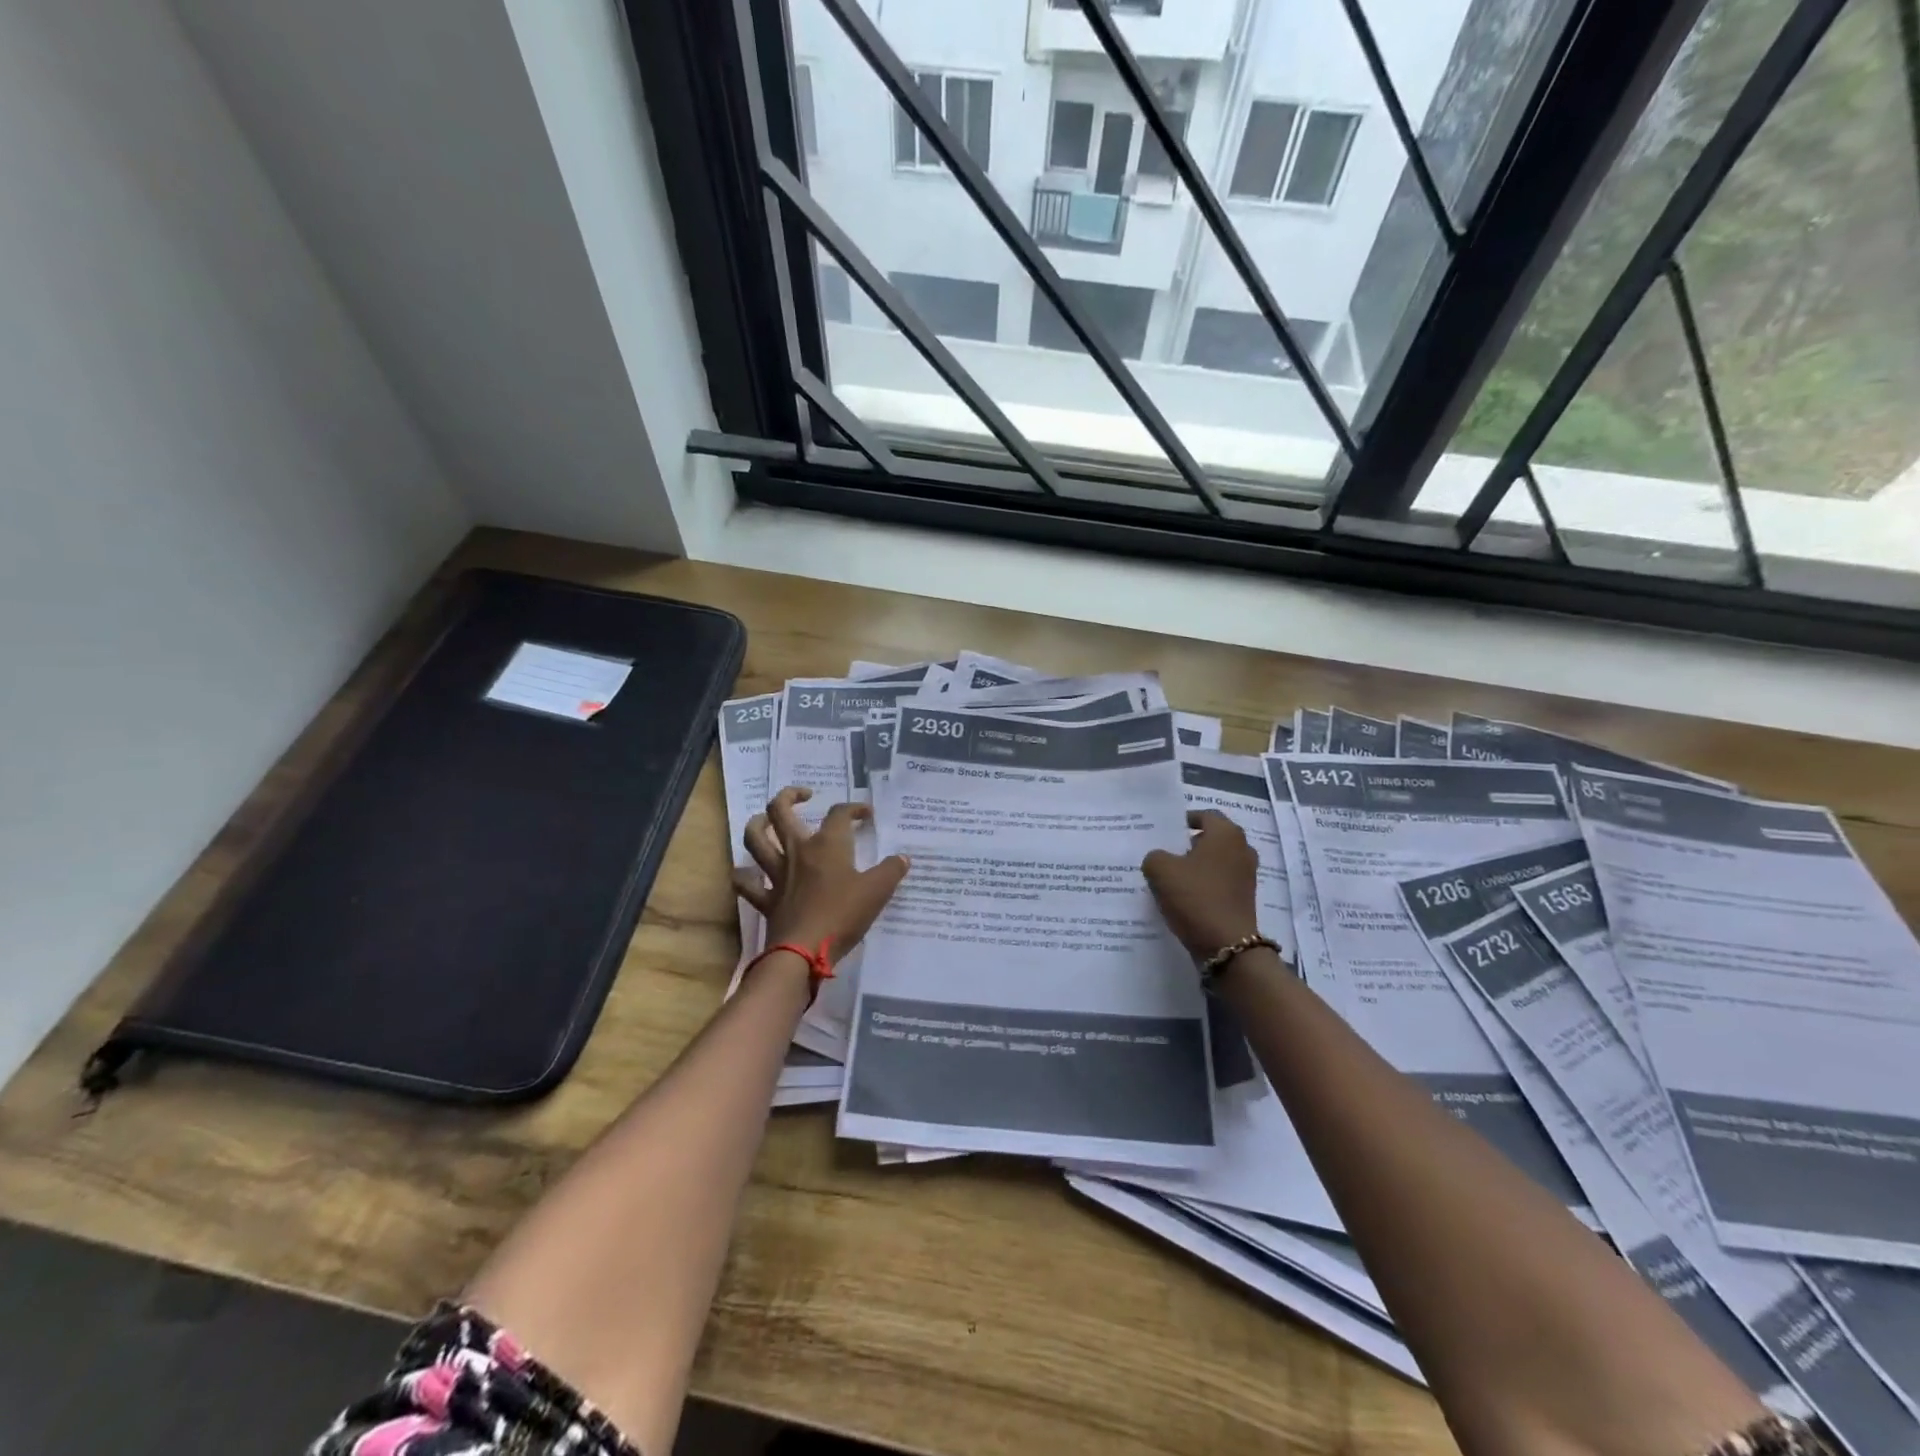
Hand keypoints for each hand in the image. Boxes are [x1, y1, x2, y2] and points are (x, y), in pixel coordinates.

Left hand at [734, 786, 909, 963]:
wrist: (804, 951)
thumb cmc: (843, 915)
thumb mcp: (877, 891)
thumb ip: (891, 871)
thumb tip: (903, 858)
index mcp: (827, 845)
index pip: (839, 813)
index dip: (854, 808)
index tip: (866, 815)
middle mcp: (798, 851)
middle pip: (781, 811)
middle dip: (790, 796)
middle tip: (804, 795)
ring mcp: (777, 874)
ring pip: (756, 839)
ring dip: (757, 825)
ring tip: (765, 820)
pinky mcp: (766, 899)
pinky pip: (747, 884)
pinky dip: (744, 876)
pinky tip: (749, 873)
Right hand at [1142, 810, 1260, 958]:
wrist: (1227, 945)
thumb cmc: (1195, 897)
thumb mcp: (1160, 870)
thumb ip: (1155, 856)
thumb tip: (1161, 859)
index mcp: (1226, 834)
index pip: (1204, 815)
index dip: (1183, 820)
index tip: (1164, 832)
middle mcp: (1242, 849)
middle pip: (1211, 838)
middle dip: (1188, 844)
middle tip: (1164, 853)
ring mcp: (1247, 875)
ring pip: (1215, 861)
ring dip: (1196, 866)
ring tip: (1171, 877)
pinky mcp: (1245, 898)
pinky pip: (1220, 882)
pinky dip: (1204, 884)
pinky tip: (1184, 897)